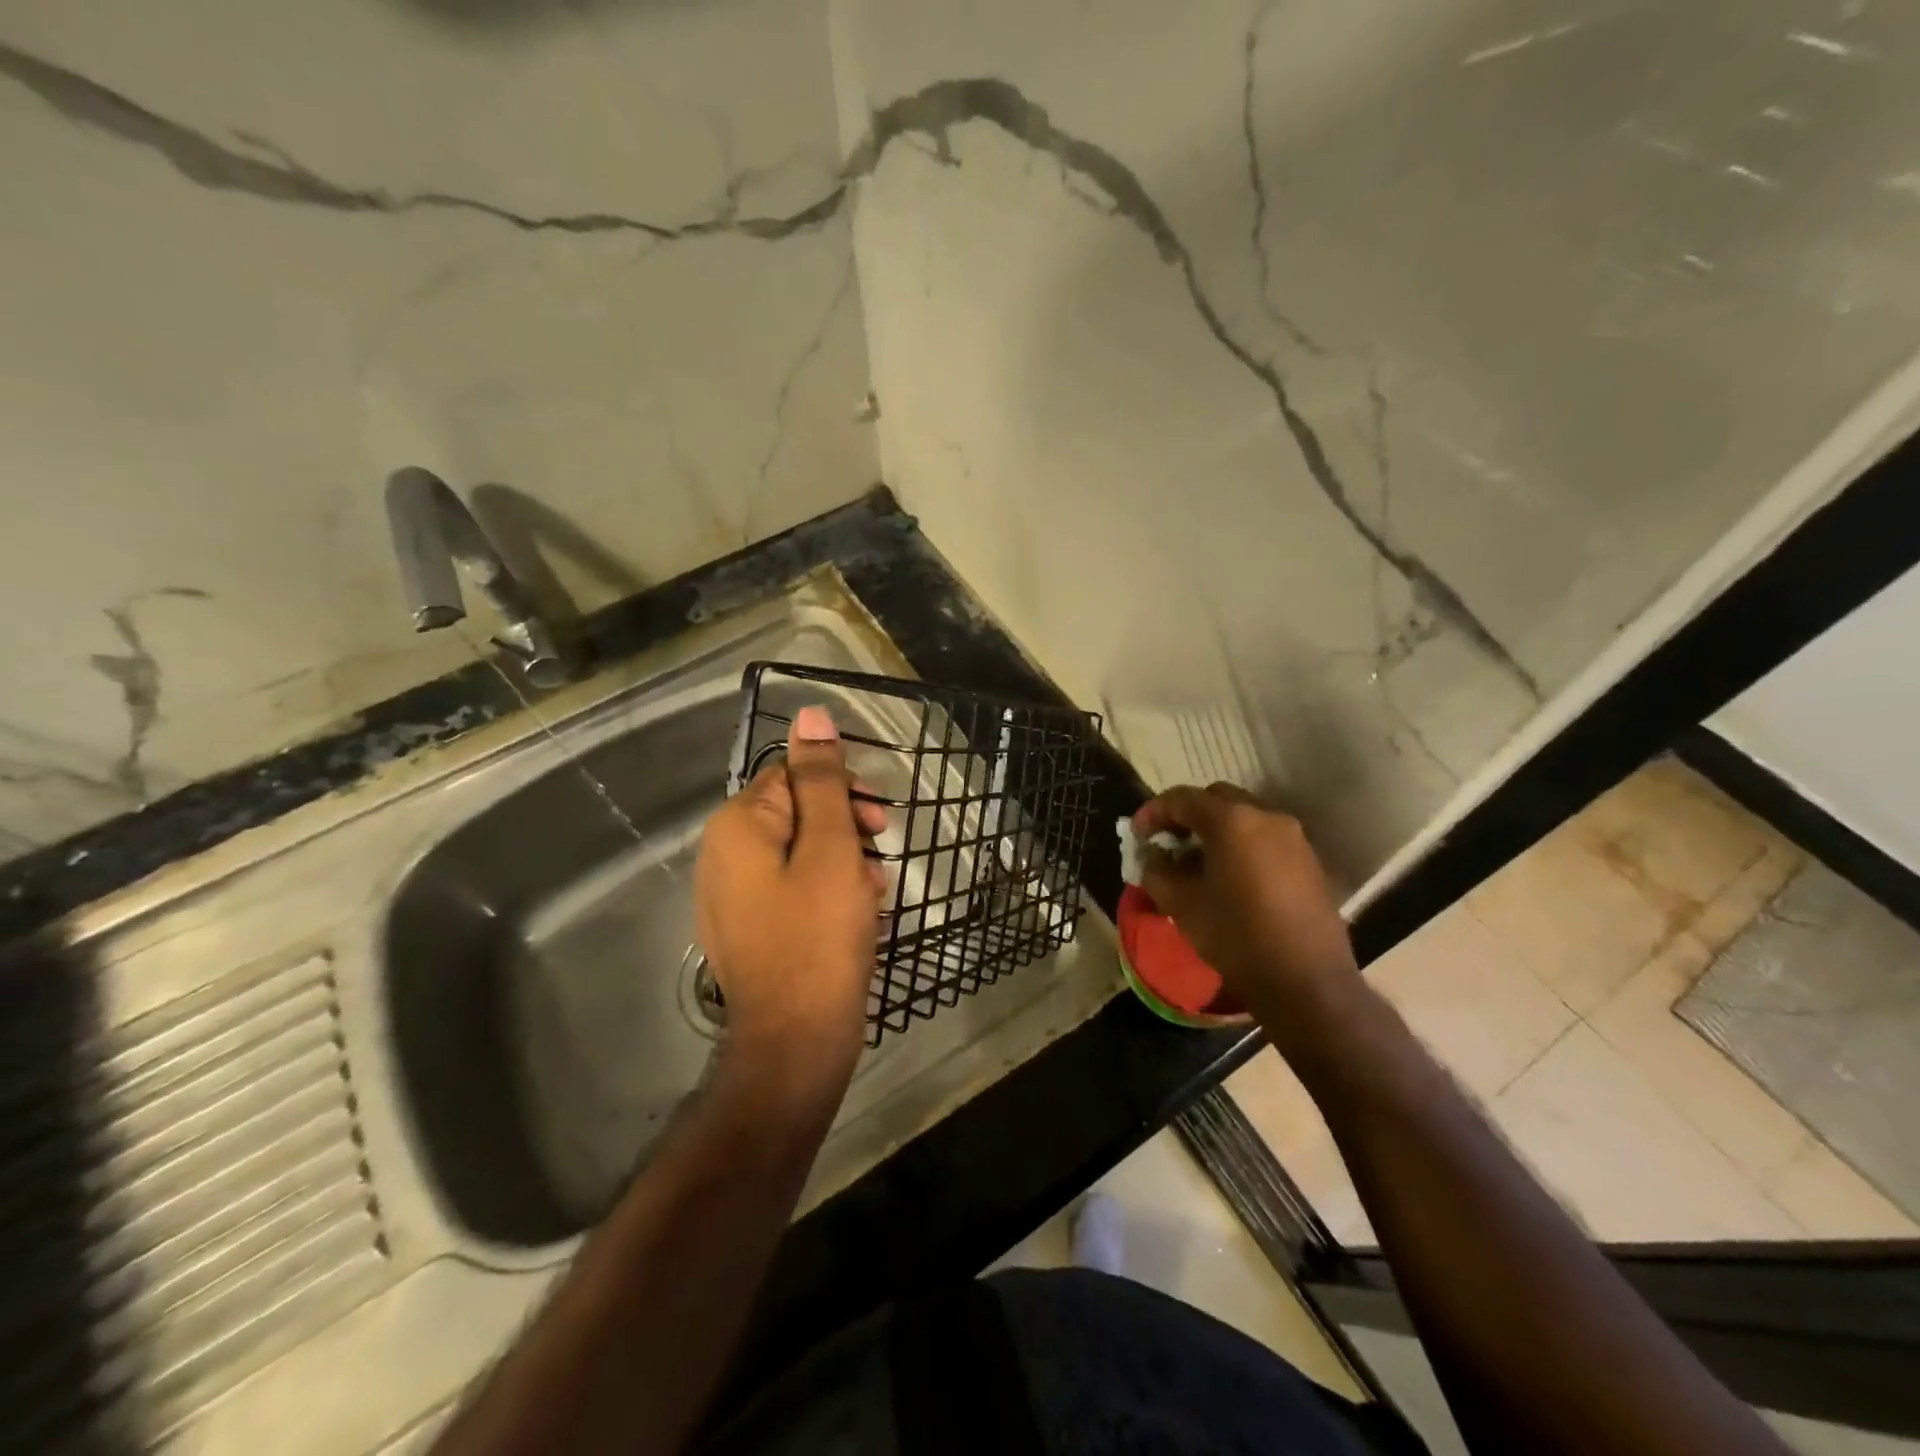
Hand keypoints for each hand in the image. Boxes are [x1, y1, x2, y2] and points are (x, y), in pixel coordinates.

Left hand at [695, 705, 886, 1095]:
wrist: (796, 1042)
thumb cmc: (818, 935)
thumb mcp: (829, 847)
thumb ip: (821, 779)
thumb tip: (810, 714)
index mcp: (736, 826)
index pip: (792, 775)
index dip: (840, 790)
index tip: (878, 820)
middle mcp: (723, 855)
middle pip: (795, 813)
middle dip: (844, 827)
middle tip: (881, 853)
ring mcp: (734, 897)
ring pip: (799, 854)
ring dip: (843, 862)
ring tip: (874, 893)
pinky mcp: (752, 929)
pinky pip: (793, 890)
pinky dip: (828, 892)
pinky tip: (859, 915)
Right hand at [1133, 784, 1359, 1039]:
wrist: (1306, 982)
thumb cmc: (1236, 937)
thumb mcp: (1181, 904)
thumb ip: (1156, 871)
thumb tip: (1152, 857)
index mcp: (1231, 821)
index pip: (1182, 798)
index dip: (1153, 812)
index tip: (1137, 835)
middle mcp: (1266, 816)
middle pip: (1216, 800)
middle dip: (1187, 815)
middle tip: (1168, 843)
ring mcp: (1293, 837)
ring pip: (1243, 817)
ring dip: (1215, 830)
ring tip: (1196, 863)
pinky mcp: (1308, 861)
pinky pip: (1264, 838)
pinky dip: (1240, 845)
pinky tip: (1229, 877)